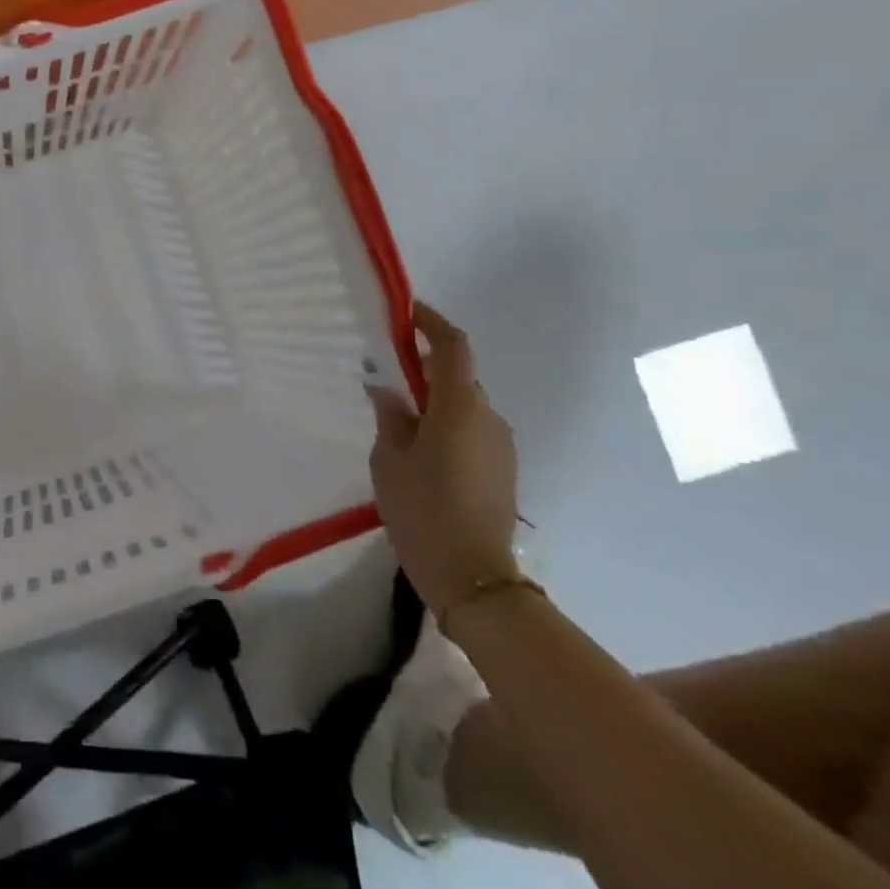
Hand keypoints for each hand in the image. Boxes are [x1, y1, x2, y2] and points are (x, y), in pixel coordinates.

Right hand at [367, 302, 520, 614]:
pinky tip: (419, 446)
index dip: (432, 323)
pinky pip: (472, 428)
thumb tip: (388, 391)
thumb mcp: (389, 461)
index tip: (406, 311)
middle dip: (426, 364)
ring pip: (465, 404)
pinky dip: (446, 421)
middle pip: (459, 375)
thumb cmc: (423, 511)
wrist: (473, 577)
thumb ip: (390, 418)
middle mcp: (488, 418)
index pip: (453, 348)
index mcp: (459, 409)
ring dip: (435, 397)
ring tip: (398, 413)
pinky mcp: (502, 468)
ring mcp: (500, 444)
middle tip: (388, 369)